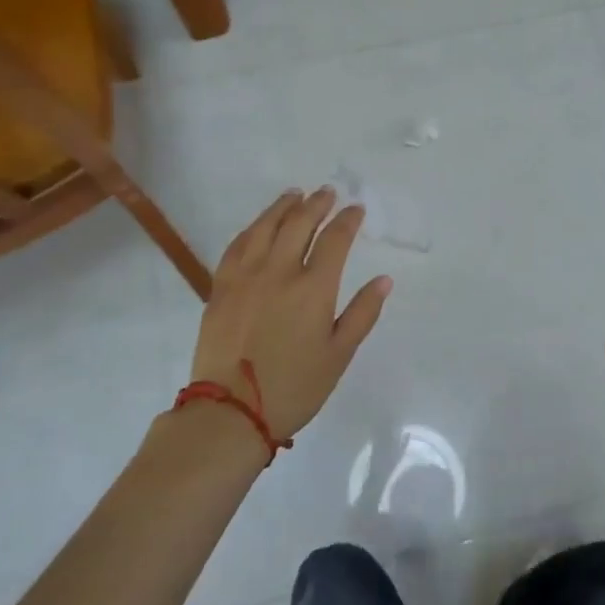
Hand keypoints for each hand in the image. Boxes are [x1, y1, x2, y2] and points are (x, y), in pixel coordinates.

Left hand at [189, 187, 391, 437]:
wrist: (230, 412)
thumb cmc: (294, 387)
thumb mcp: (339, 354)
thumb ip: (362, 313)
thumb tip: (383, 279)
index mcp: (313, 288)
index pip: (335, 240)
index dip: (348, 220)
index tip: (356, 210)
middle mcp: (279, 272)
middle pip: (299, 224)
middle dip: (316, 204)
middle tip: (327, 192)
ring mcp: (245, 277)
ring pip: (264, 228)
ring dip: (282, 207)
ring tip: (294, 195)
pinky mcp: (220, 288)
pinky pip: (236, 246)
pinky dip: (251, 229)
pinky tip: (258, 226)